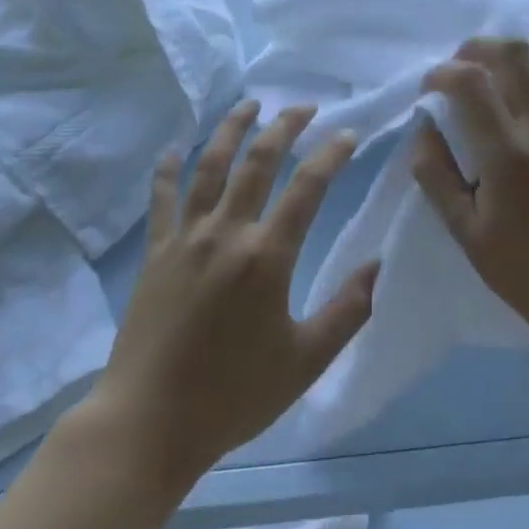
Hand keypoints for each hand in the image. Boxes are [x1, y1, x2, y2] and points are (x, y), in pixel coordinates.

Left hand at [93, 101, 376, 484]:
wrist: (148, 422)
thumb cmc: (233, 394)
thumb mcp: (306, 360)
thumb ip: (348, 310)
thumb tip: (380, 266)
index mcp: (267, 256)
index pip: (308, 187)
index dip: (331, 154)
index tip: (348, 133)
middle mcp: (226, 233)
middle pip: (258, 161)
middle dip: (284, 127)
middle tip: (303, 107)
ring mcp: (184, 239)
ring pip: (209, 166)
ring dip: (231, 130)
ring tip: (248, 105)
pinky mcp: (155, 254)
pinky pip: (162, 199)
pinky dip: (167, 170)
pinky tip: (173, 150)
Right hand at [413, 38, 528, 348]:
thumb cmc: (521, 269)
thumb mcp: (464, 231)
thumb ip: (436, 175)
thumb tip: (423, 130)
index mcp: (508, 154)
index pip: (473, 81)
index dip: (442, 73)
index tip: (426, 91)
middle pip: (514, 52)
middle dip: (474, 49)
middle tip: (453, 74)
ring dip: (507, 58)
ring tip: (483, 81)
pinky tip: (511, 99)